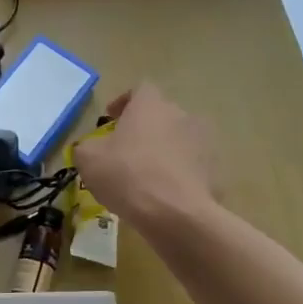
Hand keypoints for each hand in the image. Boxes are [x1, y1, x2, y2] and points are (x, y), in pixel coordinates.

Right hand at [73, 82, 219, 227]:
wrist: (176, 214)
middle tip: (125, 150)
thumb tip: (92, 148)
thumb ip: (87, 146)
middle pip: (160, 114)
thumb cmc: (127, 175)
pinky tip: (164, 194)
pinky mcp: (215, 170)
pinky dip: (178, 174)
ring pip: (178, 140)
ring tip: (146, 174)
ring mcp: (203, 142)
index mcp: (150, 105)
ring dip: (163, 150)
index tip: (111, 119)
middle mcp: (181, 115)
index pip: (140, 89)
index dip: (124, 102)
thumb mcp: (88, 159)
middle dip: (143, 128)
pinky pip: (191, 165)